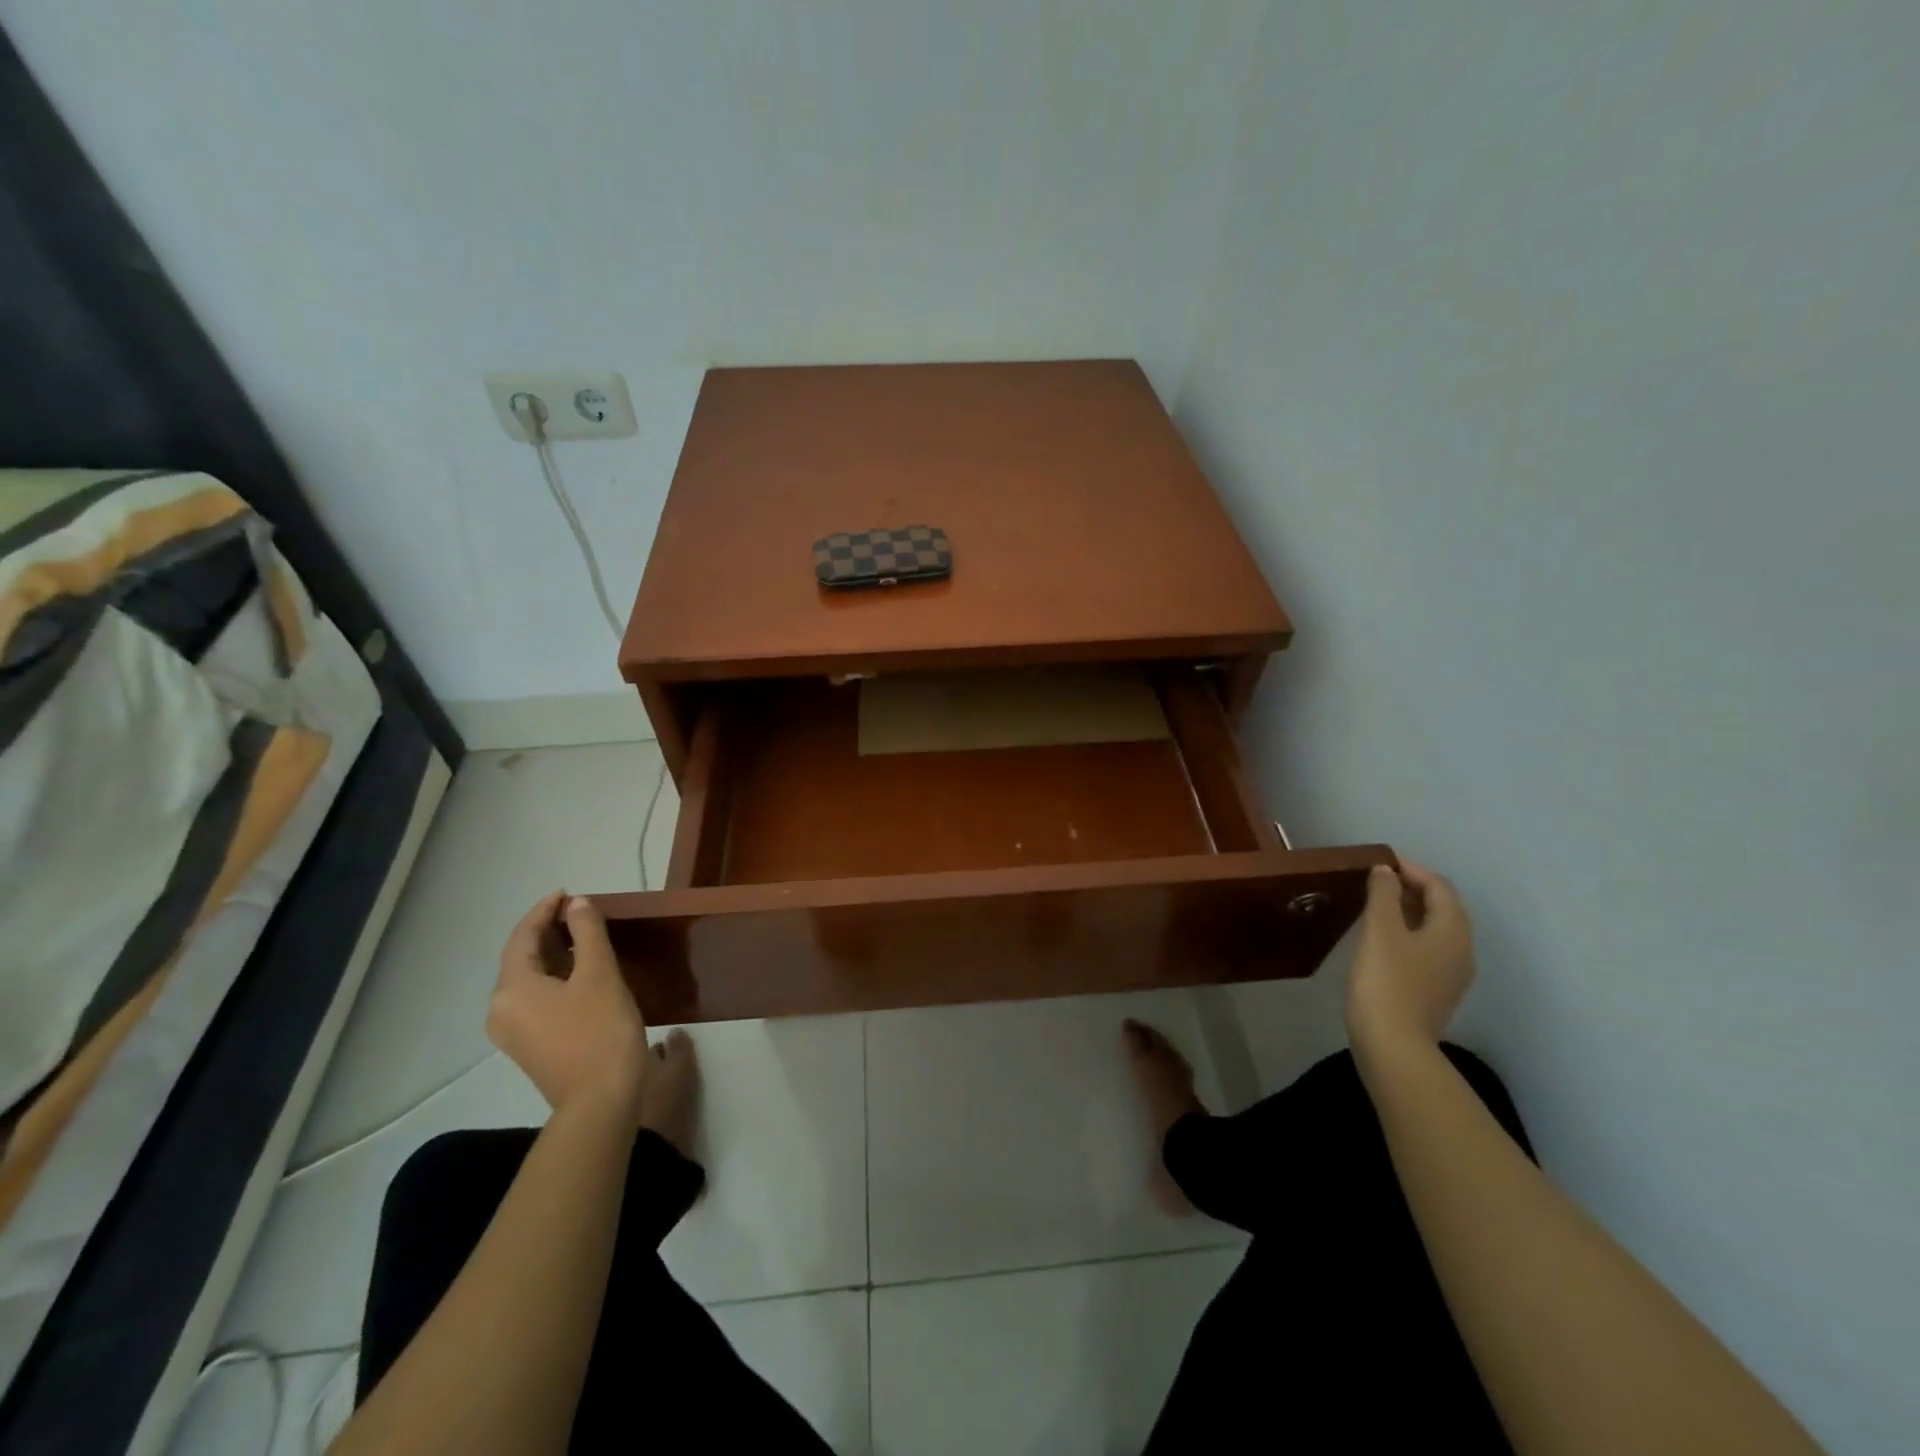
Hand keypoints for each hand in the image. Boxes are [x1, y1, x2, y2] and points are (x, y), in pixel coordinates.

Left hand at [487, 891, 649, 1120]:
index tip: (569, 892)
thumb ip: (587, 933)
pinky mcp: (530, 1046)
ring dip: (553, 954)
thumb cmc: (600, 1031)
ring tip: (584, 936)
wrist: (601, 1101)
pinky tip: (581, 972)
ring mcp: (513, 1032)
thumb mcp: (599, 973)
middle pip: (521, 958)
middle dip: (548, 931)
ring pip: (529, 979)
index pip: (521, 936)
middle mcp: (501, 1009)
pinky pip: (536, 998)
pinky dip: (555, 977)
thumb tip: (577, 904)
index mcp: (512, 989)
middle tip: (580, 912)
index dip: (544, 910)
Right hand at [1345, 860, 1474, 1059]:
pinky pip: (1428, 950)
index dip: (1412, 870)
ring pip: (1436, 930)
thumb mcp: (1379, 930)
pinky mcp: (1435, 992)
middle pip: (1443, 908)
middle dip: (1414, 889)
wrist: (1393, 1045)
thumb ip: (1383, 894)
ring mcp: (1451, 975)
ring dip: (1410, 911)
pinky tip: (1383, 939)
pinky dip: (1409, 933)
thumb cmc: (1386, 981)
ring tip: (1377, 905)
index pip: (1440, 887)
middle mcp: (1461, 950)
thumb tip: (1386, 871)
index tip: (1381, 862)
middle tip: (1377, 880)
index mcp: (1453, 931)